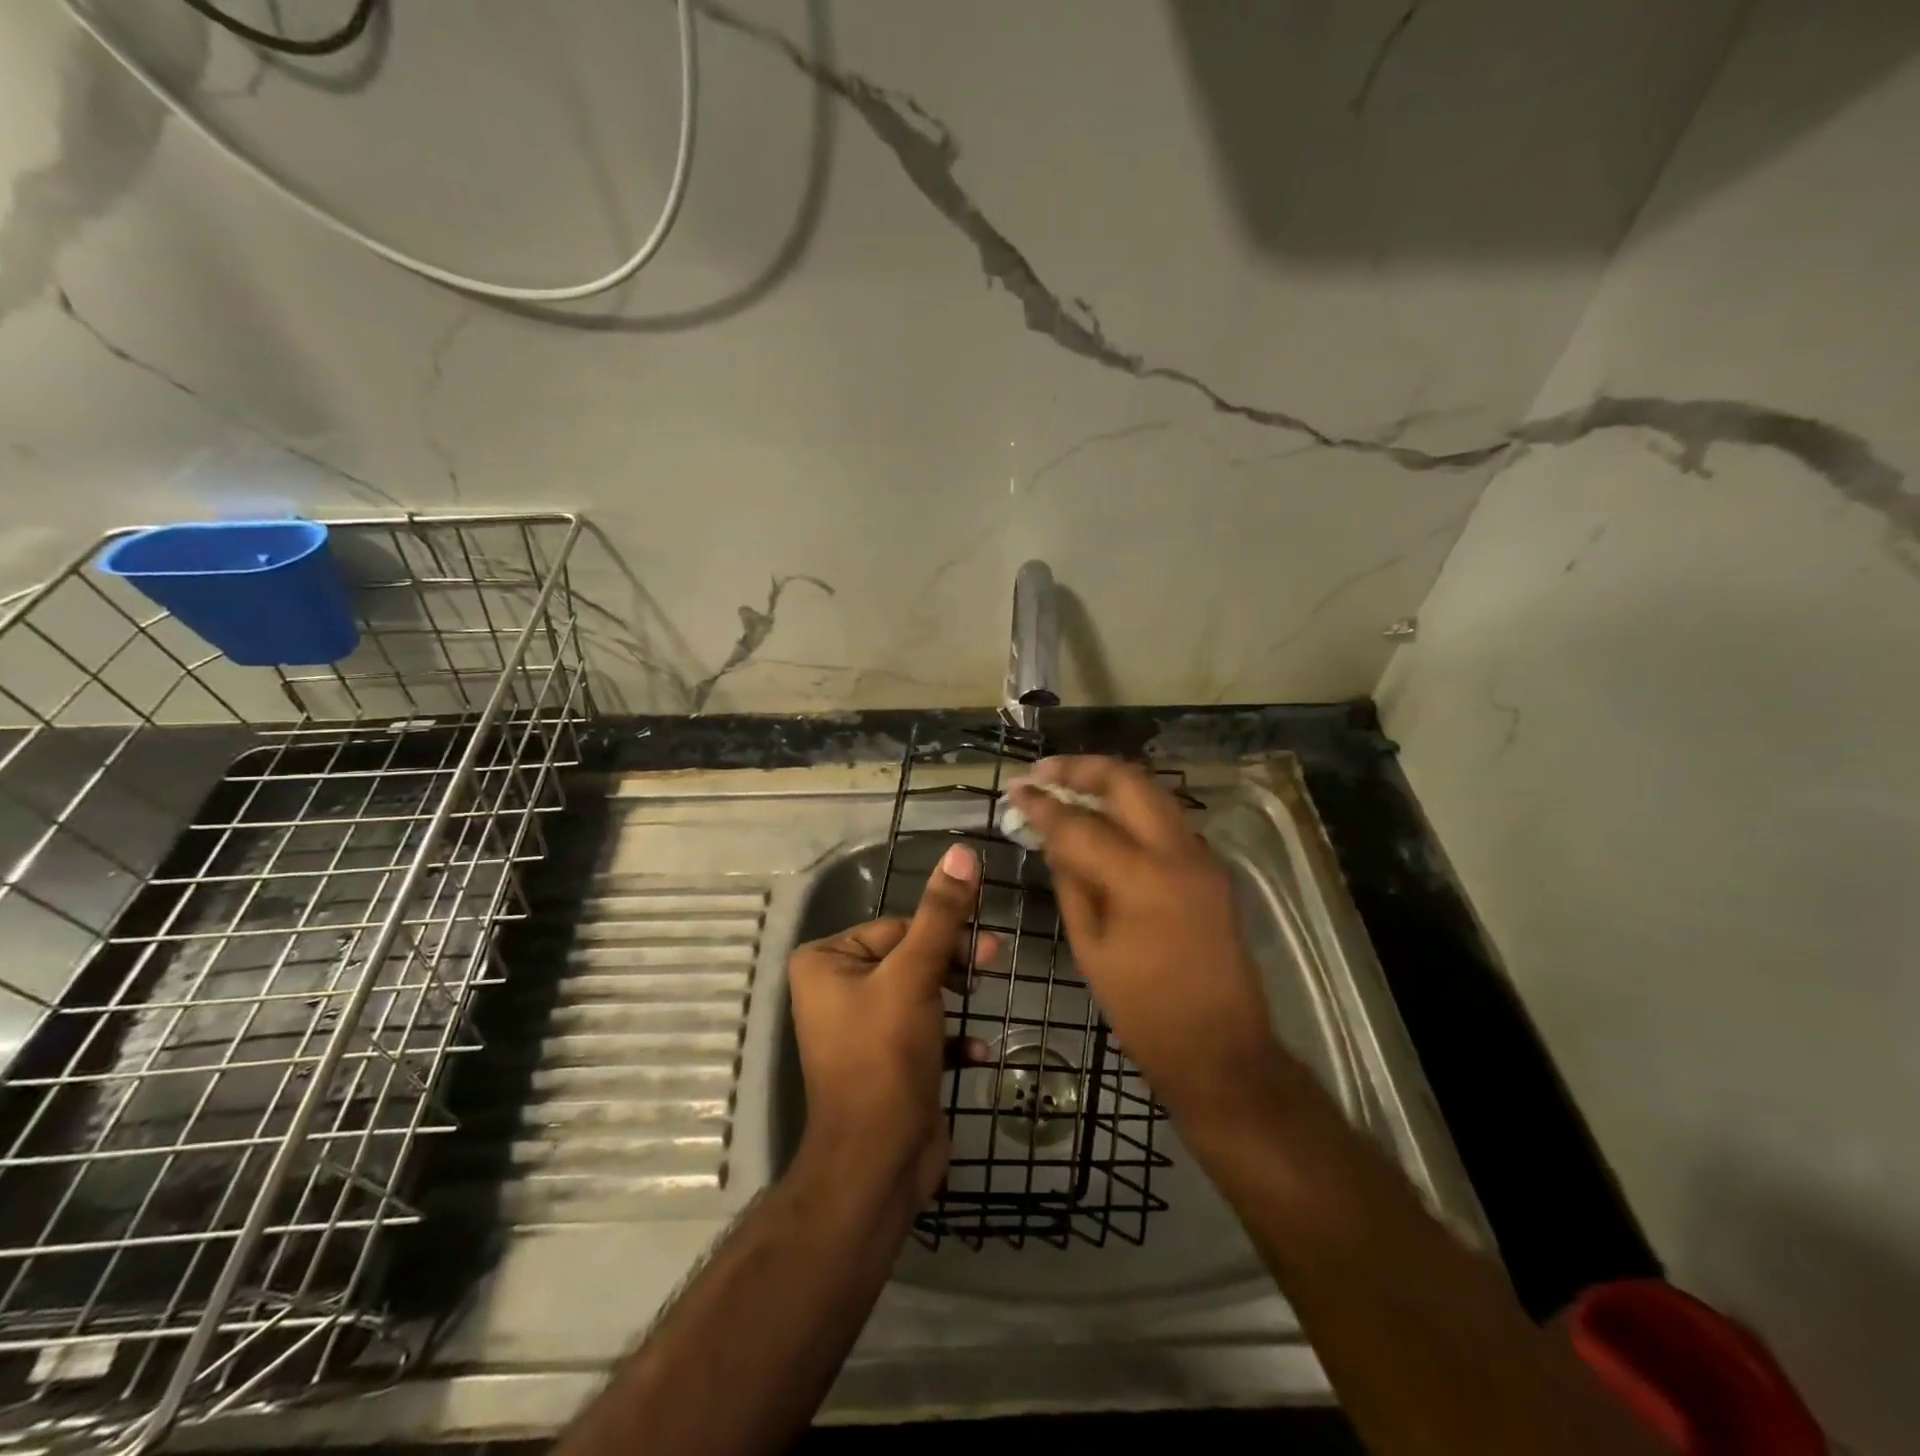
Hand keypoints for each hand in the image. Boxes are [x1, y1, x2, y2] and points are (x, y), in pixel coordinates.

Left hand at [787, 842, 991, 1204]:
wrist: (877, 1163)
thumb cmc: (885, 1056)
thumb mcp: (915, 976)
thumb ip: (941, 914)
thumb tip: (962, 851)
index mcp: (826, 961)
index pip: (897, 928)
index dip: (942, 936)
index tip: (986, 948)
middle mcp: (836, 988)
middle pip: (909, 956)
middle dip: (952, 964)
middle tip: (993, 964)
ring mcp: (860, 1027)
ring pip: (920, 992)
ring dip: (954, 999)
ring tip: (984, 1003)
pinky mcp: (885, 1060)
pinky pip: (922, 1031)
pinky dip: (949, 1038)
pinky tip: (976, 1053)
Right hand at [1010, 757, 1293, 1127]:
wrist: (1222, 1050)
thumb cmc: (1145, 1011)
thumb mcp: (1091, 949)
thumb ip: (1072, 884)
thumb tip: (1054, 841)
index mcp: (1142, 879)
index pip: (1081, 824)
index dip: (1043, 804)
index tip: (1016, 789)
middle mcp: (1179, 853)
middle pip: (1128, 782)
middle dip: (1082, 769)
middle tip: (1044, 773)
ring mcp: (1202, 857)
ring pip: (1153, 792)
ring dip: (1109, 783)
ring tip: (1068, 785)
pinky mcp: (1211, 868)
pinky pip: (1167, 819)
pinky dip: (1133, 807)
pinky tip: (1105, 817)